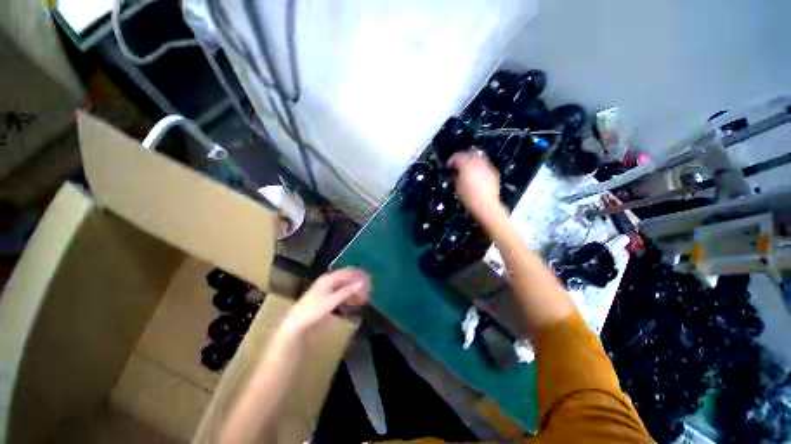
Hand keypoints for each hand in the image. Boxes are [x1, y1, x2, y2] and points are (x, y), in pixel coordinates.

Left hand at [283, 267, 370, 334]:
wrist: (297, 324)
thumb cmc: (314, 310)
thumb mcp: (332, 300)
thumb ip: (347, 291)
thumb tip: (361, 283)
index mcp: (329, 279)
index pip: (347, 272)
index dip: (359, 275)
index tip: (369, 279)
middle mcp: (329, 282)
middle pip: (347, 280)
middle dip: (358, 285)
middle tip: (369, 291)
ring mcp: (327, 291)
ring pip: (345, 288)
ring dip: (354, 292)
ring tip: (364, 299)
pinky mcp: (326, 300)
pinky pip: (341, 295)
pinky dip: (349, 298)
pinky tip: (355, 303)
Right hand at [448, 151, 501, 216]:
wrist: (485, 204)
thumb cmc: (468, 196)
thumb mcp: (457, 186)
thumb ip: (455, 176)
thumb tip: (455, 173)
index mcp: (466, 163)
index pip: (457, 156)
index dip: (451, 160)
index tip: (448, 167)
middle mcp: (477, 161)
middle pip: (468, 154)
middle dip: (462, 158)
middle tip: (457, 166)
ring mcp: (487, 166)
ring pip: (478, 158)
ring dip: (471, 162)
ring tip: (467, 170)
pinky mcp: (493, 172)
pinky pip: (484, 165)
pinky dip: (479, 167)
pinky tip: (477, 176)